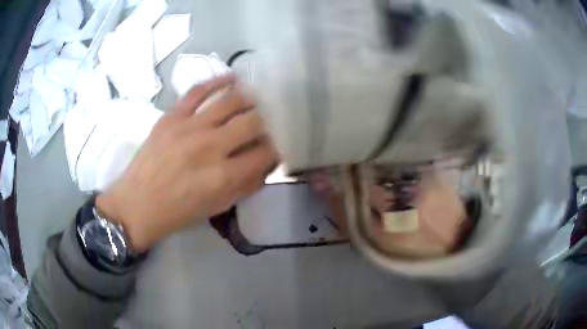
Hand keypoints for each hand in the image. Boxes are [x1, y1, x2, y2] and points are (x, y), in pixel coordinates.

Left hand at [96, 75, 277, 251]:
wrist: (137, 204)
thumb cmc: (178, 212)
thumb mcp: (217, 207)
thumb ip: (246, 185)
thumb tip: (266, 164)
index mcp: (224, 176)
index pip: (266, 152)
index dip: (279, 146)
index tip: (282, 143)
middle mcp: (210, 146)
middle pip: (254, 121)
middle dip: (270, 119)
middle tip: (274, 119)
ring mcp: (189, 127)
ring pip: (231, 100)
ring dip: (251, 98)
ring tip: (259, 97)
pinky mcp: (172, 116)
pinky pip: (198, 90)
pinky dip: (218, 81)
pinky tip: (233, 79)